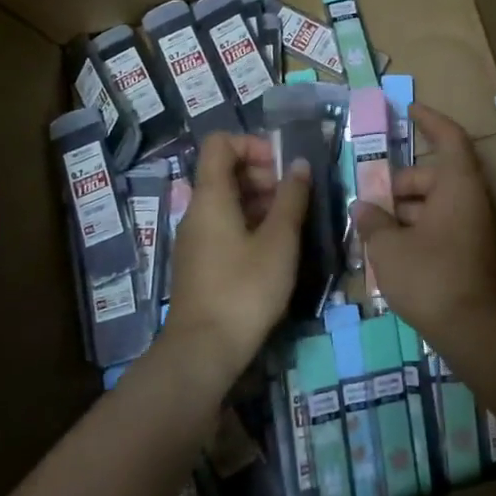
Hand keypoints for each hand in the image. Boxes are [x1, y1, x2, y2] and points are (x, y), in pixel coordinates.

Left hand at [164, 132, 309, 383]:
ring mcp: (196, 237)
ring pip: (228, 199)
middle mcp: (197, 210)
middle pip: (225, 170)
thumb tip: (299, 164)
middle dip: (263, 173)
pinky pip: (224, 225)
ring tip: (291, 223)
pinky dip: (250, 223)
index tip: (282, 165)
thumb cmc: (244, 289)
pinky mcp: (200, 261)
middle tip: (293, 197)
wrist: (202, 352)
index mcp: (211, 196)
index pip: (220, 143)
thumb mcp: (279, 241)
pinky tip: (274, 248)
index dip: (252, 143)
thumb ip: (291, 198)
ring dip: (260, 200)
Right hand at [351, 104, 495, 343]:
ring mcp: (478, 231)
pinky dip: (419, 233)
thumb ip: (374, 222)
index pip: (449, 138)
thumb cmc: (432, 276)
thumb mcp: (390, 249)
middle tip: (369, 201)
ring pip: (437, 207)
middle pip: (435, 177)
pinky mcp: (476, 257)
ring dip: (406, 213)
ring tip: (373, 231)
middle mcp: (473, 201)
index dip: (430, 120)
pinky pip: (444, 230)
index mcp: (458, 186)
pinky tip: (393, 255)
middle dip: (400, 185)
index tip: (409, 110)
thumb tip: (363, 207)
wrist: (479, 332)